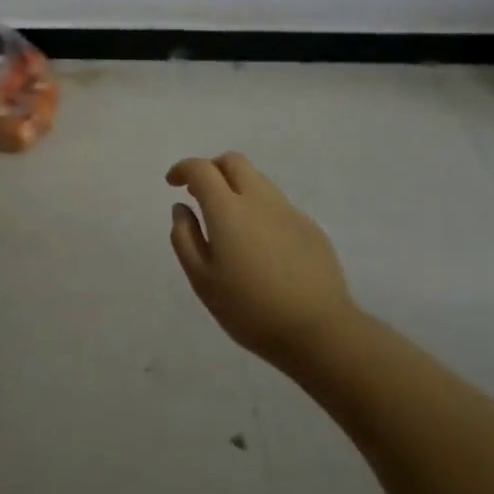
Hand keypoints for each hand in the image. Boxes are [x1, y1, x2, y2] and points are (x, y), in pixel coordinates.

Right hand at [167, 151, 360, 374]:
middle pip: (233, 162)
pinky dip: (259, 209)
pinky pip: (277, 204)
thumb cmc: (250, 310)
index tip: (173, 184)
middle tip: (200, 194)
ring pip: (258, 180)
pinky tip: (260, 245)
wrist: (320, 331)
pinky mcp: (310, 227)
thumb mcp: (202, 280)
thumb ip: (185, 238)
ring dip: (237, 187)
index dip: (183, 169)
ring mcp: (289, 211)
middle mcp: (259, 200)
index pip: (201, 169)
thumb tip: (181, 208)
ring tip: (229, 222)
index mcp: (228, 209)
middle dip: (212, 168)